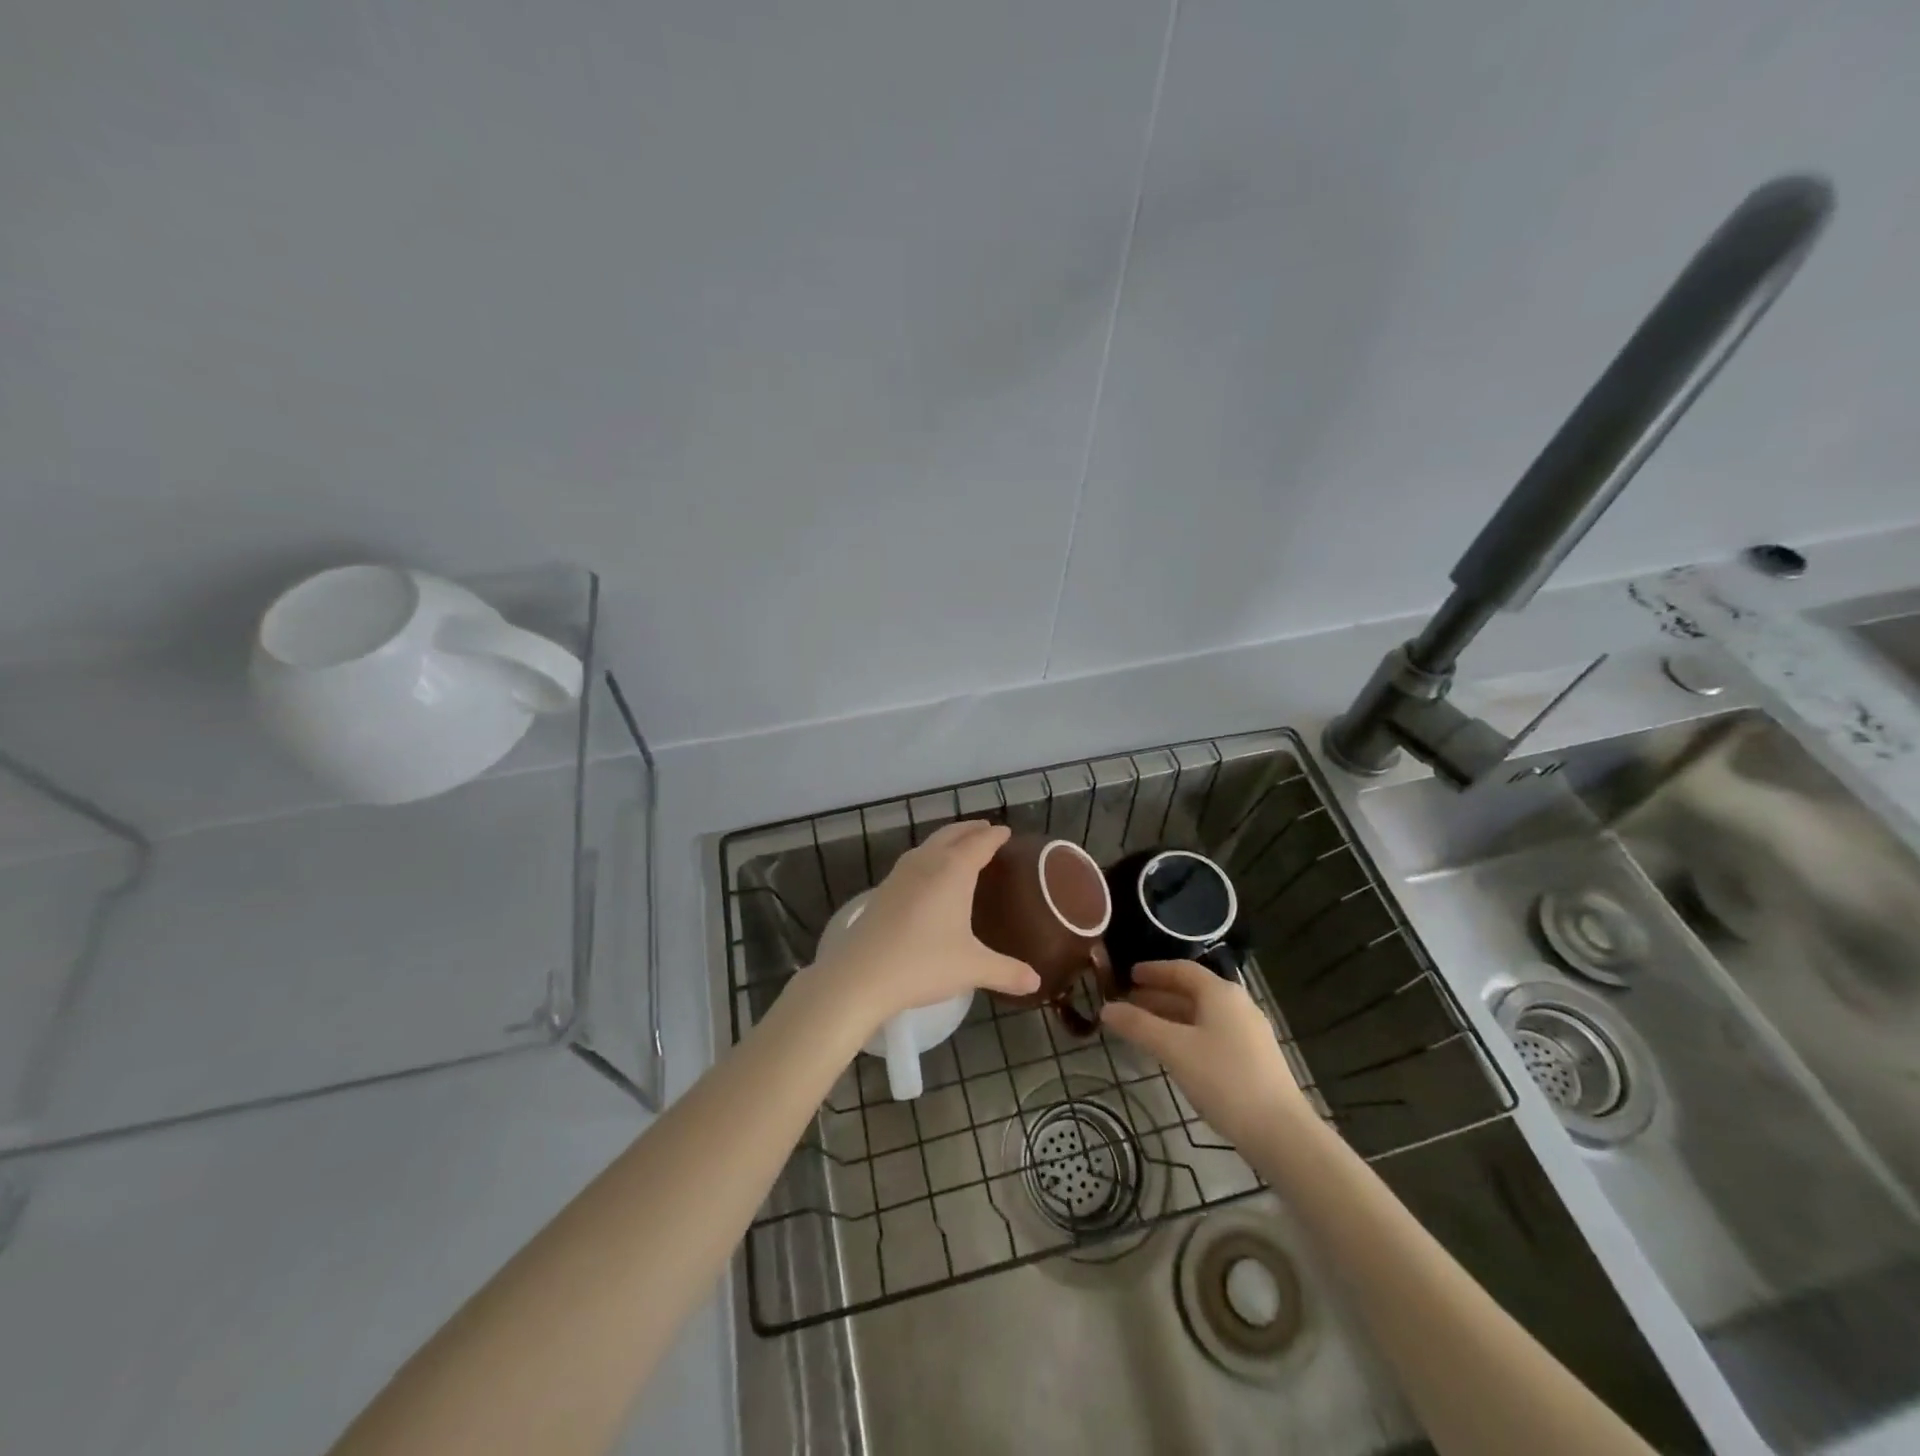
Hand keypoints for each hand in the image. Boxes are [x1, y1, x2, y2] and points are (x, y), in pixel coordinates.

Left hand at [807, 821, 1040, 1032]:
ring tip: (959, 846)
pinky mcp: (883, 890)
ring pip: (929, 845)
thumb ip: (1007, 972)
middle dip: (971, 829)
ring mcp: (900, 874)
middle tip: (986, 829)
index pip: (980, 843)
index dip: (995, 836)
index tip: (1006, 832)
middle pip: (952, 835)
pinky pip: (913, 860)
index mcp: (953, 870)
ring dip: (947, 839)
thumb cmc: (923, 963)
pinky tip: (927, 875)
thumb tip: (1036, 981)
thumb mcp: (972, 968)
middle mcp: (927, 862)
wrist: (859, 975)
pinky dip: (929, 856)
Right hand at [1100, 959, 1307, 1145]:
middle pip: (1192, 991)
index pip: (1181, 969)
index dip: (1153, 970)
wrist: (1280, 1132)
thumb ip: (1138, 1026)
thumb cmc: (1223, 1079)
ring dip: (1171, 1016)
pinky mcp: (1254, 1059)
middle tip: (1127, 1003)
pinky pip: (1213, 1034)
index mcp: (1221, 993)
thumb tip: (1106, 1008)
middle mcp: (1237, 1005)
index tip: (1128, 975)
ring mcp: (1249, 1033)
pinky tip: (1174, 1052)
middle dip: (1158, 995)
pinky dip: (1187, 1034)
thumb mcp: (1174, 1049)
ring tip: (1143, 1028)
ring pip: (1202, 1015)